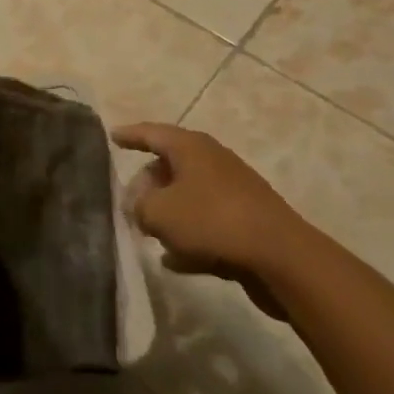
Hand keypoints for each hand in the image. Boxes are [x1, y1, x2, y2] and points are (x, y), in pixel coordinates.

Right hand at [114, 122, 307, 319]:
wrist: (282, 258)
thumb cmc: (212, 221)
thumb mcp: (159, 213)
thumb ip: (138, 206)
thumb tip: (139, 207)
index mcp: (190, 147)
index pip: (151, 133)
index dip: (129, 135)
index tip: (111, 136)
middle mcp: (211, 161)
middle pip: (169, 166)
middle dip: (147, 185)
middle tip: (129, 205)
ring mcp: (232, 191)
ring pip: (188, 197)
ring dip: (168, 214)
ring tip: (148, 234)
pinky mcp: (246, 222)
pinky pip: (207, 224)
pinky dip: (189, 237)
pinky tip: (173, 261)